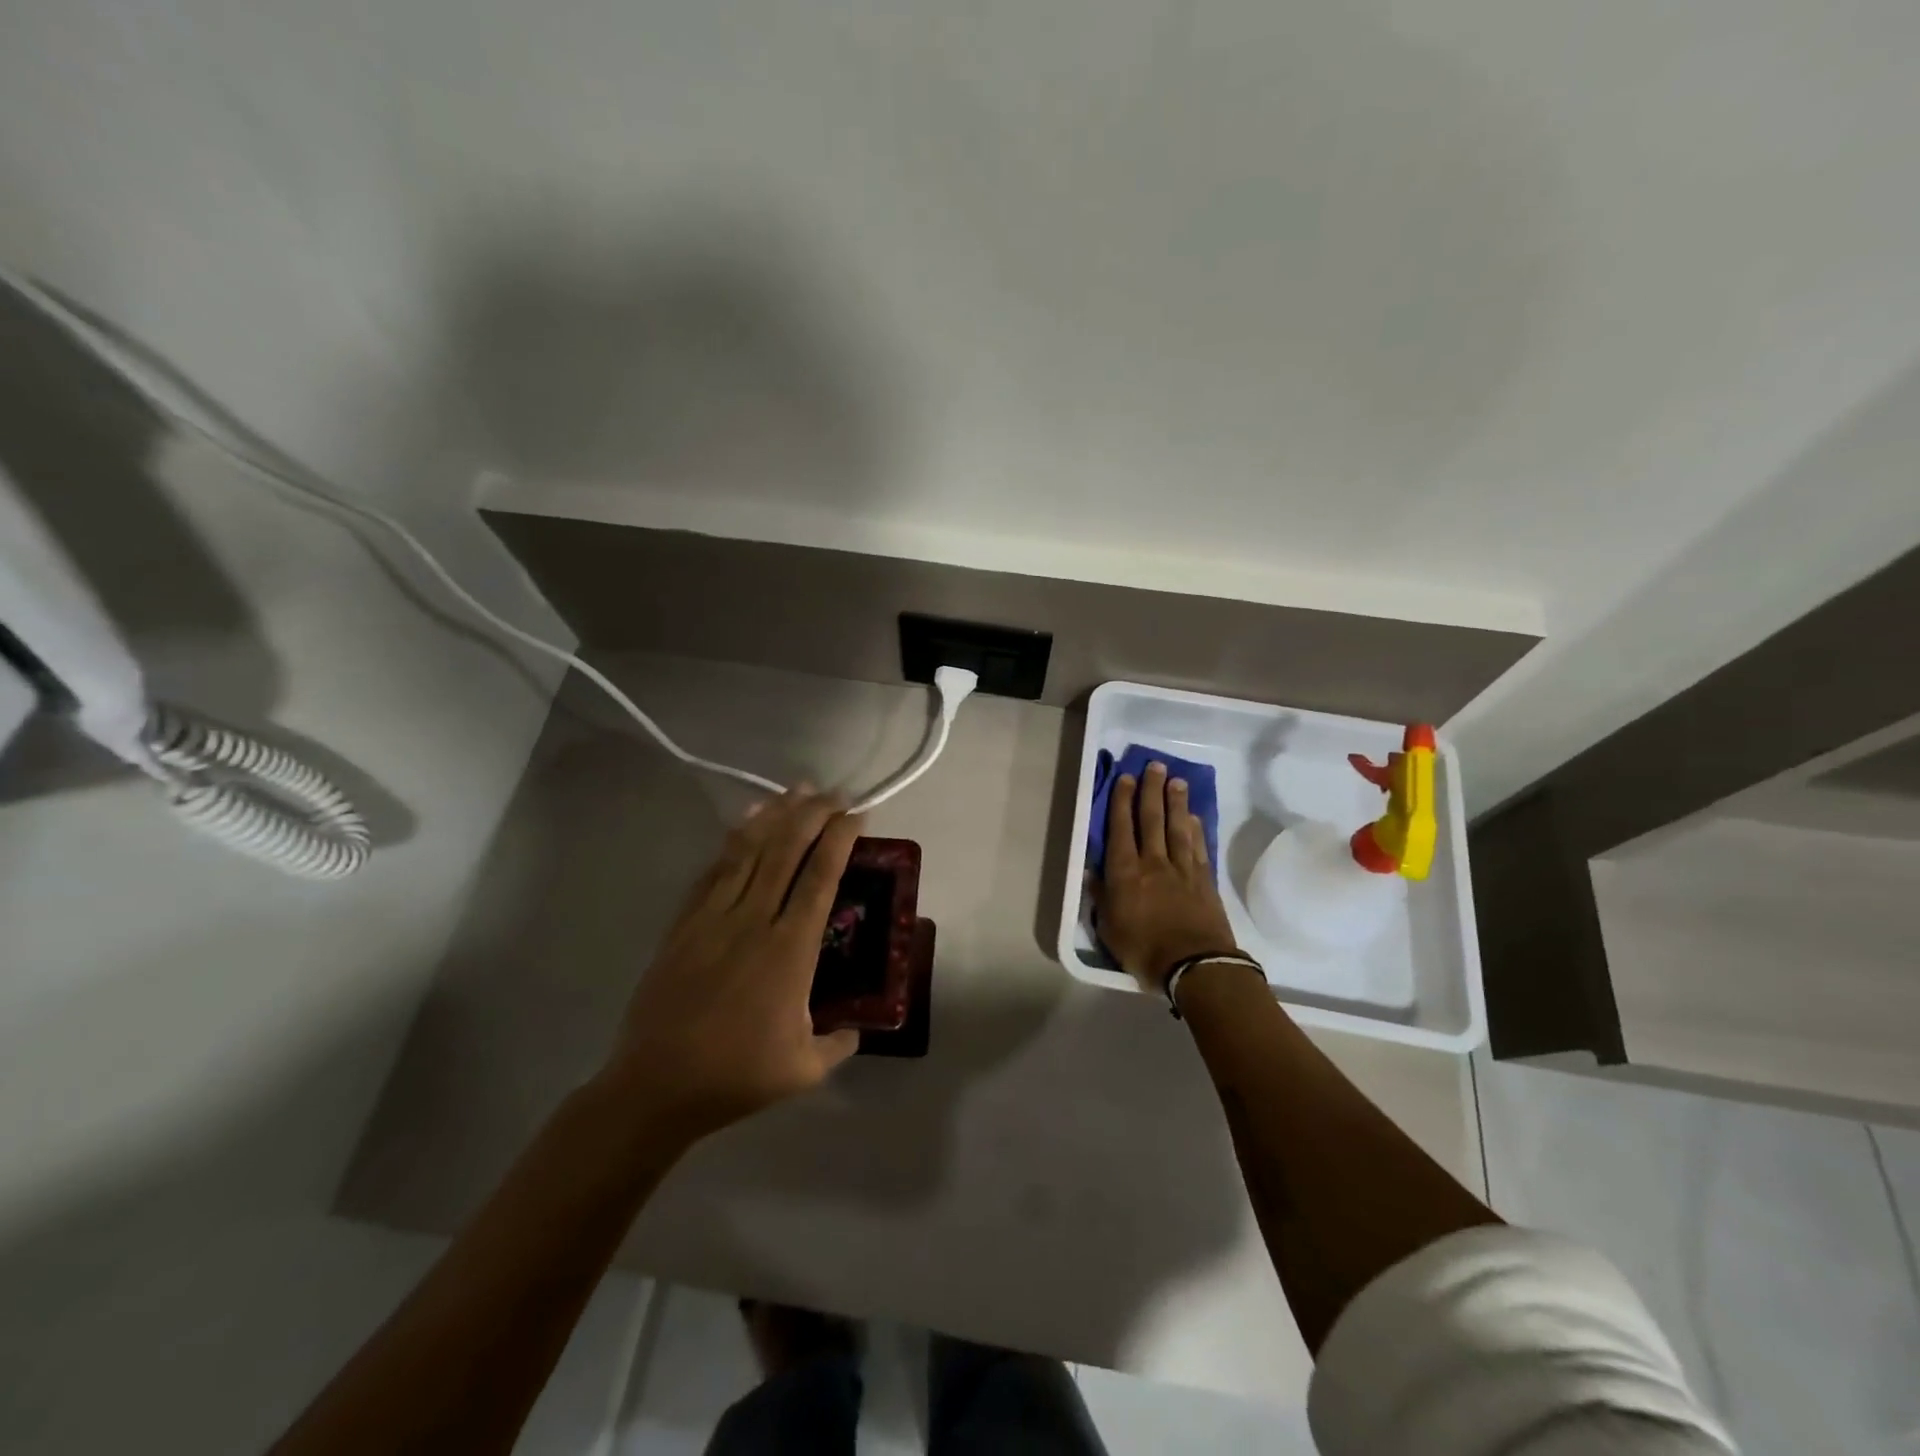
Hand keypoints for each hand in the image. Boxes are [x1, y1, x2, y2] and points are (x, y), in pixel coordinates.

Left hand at [601, 788, 863, 1140]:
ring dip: (775, 816)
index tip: (857, 815)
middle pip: (786, 851)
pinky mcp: (684, 924)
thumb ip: (839, 1042)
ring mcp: (714, 918)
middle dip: (812, 814)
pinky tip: (746, 824)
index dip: (840, 839)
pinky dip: (734, 842)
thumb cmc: (736, 1076)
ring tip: (796, 791)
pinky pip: (713, 871)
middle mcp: (754, 921)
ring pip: (749, 852)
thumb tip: (857, 1028)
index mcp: (790, 950)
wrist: (656, 1086)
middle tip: (833, 793)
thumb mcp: (805, 1069)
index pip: (820, 877)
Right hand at [1094, 761, 1240, 992]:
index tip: (1126, 778)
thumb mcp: (1109, 928)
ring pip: (1178, 827)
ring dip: (1176, 802)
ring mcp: (1182, 868)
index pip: (1122, 828)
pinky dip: (1195, 828)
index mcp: (1125, 872)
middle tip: (1154, 766)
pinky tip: (1194, 816)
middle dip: (1151, 790)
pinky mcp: (1204, 879)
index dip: (1122, 801)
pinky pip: (1198, 846)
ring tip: (1176, 780)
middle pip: (1152, 818)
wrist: (1194, 966)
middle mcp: (1153, 862)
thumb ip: (1100, 897)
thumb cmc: (1143, 950)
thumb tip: (1090, 871)